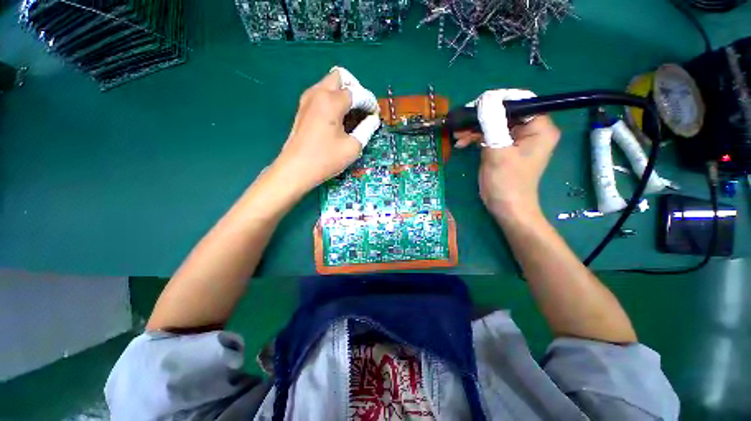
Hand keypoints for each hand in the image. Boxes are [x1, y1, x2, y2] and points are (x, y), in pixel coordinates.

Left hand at [271, 67, 379, 194]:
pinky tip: (338, 119)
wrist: (295, 169)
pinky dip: (333, 100)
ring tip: (351, 115)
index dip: (370, 102)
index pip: (357, 93)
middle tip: (362, 109)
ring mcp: (307, 99)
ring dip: (343, 94)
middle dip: (355, 89)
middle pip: (340, 77)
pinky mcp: (302, 108)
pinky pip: (321, 94)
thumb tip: (373, 119)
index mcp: (331, 101)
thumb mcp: (352, 147)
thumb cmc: (326, 159)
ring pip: (329, 84)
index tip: (375, 114)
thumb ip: (366, 129)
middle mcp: (318, 93)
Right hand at [455, 89, 559, 221]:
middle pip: (504, 113)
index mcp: (539, 127)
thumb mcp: (498, 151)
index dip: (497, 101)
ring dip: (475, 129)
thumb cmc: (506, 182)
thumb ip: (492, 123)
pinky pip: (490, 135)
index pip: (520, 102)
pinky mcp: (505, 148)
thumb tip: (485, 98)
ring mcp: (517, 139)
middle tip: (461, 124)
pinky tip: (462, 143)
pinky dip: (476, 138)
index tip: (475, 106)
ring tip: (457, 135)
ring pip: (494, 124)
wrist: (505, 207)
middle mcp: (531, 130)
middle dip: (481, 118)